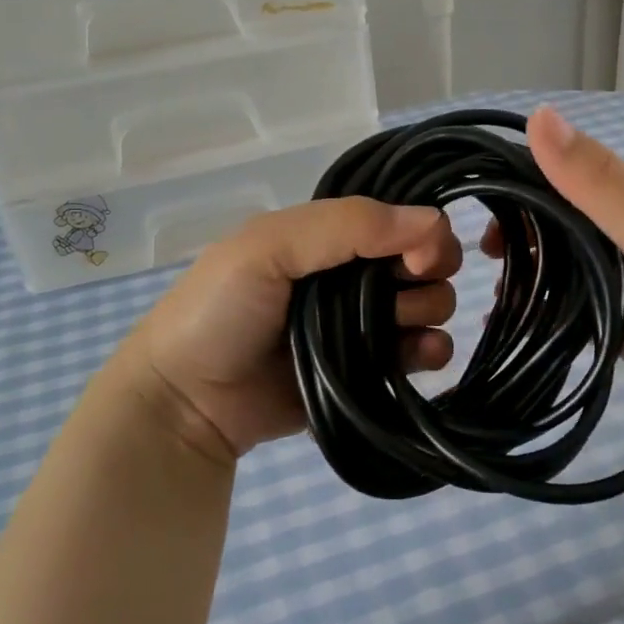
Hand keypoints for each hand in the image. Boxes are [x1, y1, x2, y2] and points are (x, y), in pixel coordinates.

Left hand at [112, 198, 462, 464]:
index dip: (422, 234)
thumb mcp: (269, 246)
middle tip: (401, 292)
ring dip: (427, 312)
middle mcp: (352, 276)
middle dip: (427, 275)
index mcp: (329, 239)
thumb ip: (348, 225)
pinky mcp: (368, 372)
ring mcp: (362, 326)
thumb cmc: (220, 311)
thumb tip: (436, 220)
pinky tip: (422, 356)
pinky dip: (431, 352)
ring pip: (428, 306)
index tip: (417, 259)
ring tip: (395, 329)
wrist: (187, 402)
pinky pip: (419, 354)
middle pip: (423, 264)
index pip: (399, 222)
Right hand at [486, 107, 623, 446]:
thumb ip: (597, 181)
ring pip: (561, 264)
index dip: (516, 185)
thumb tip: (537, 115)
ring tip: (492, 297)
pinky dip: (543, 310)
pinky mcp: (622, 319)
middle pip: (556, 220)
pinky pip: (571, 305)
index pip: (561, 172)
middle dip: (516, 236)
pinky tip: (512, 323)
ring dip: (526, 274)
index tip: (471, 211)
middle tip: (476, 264)